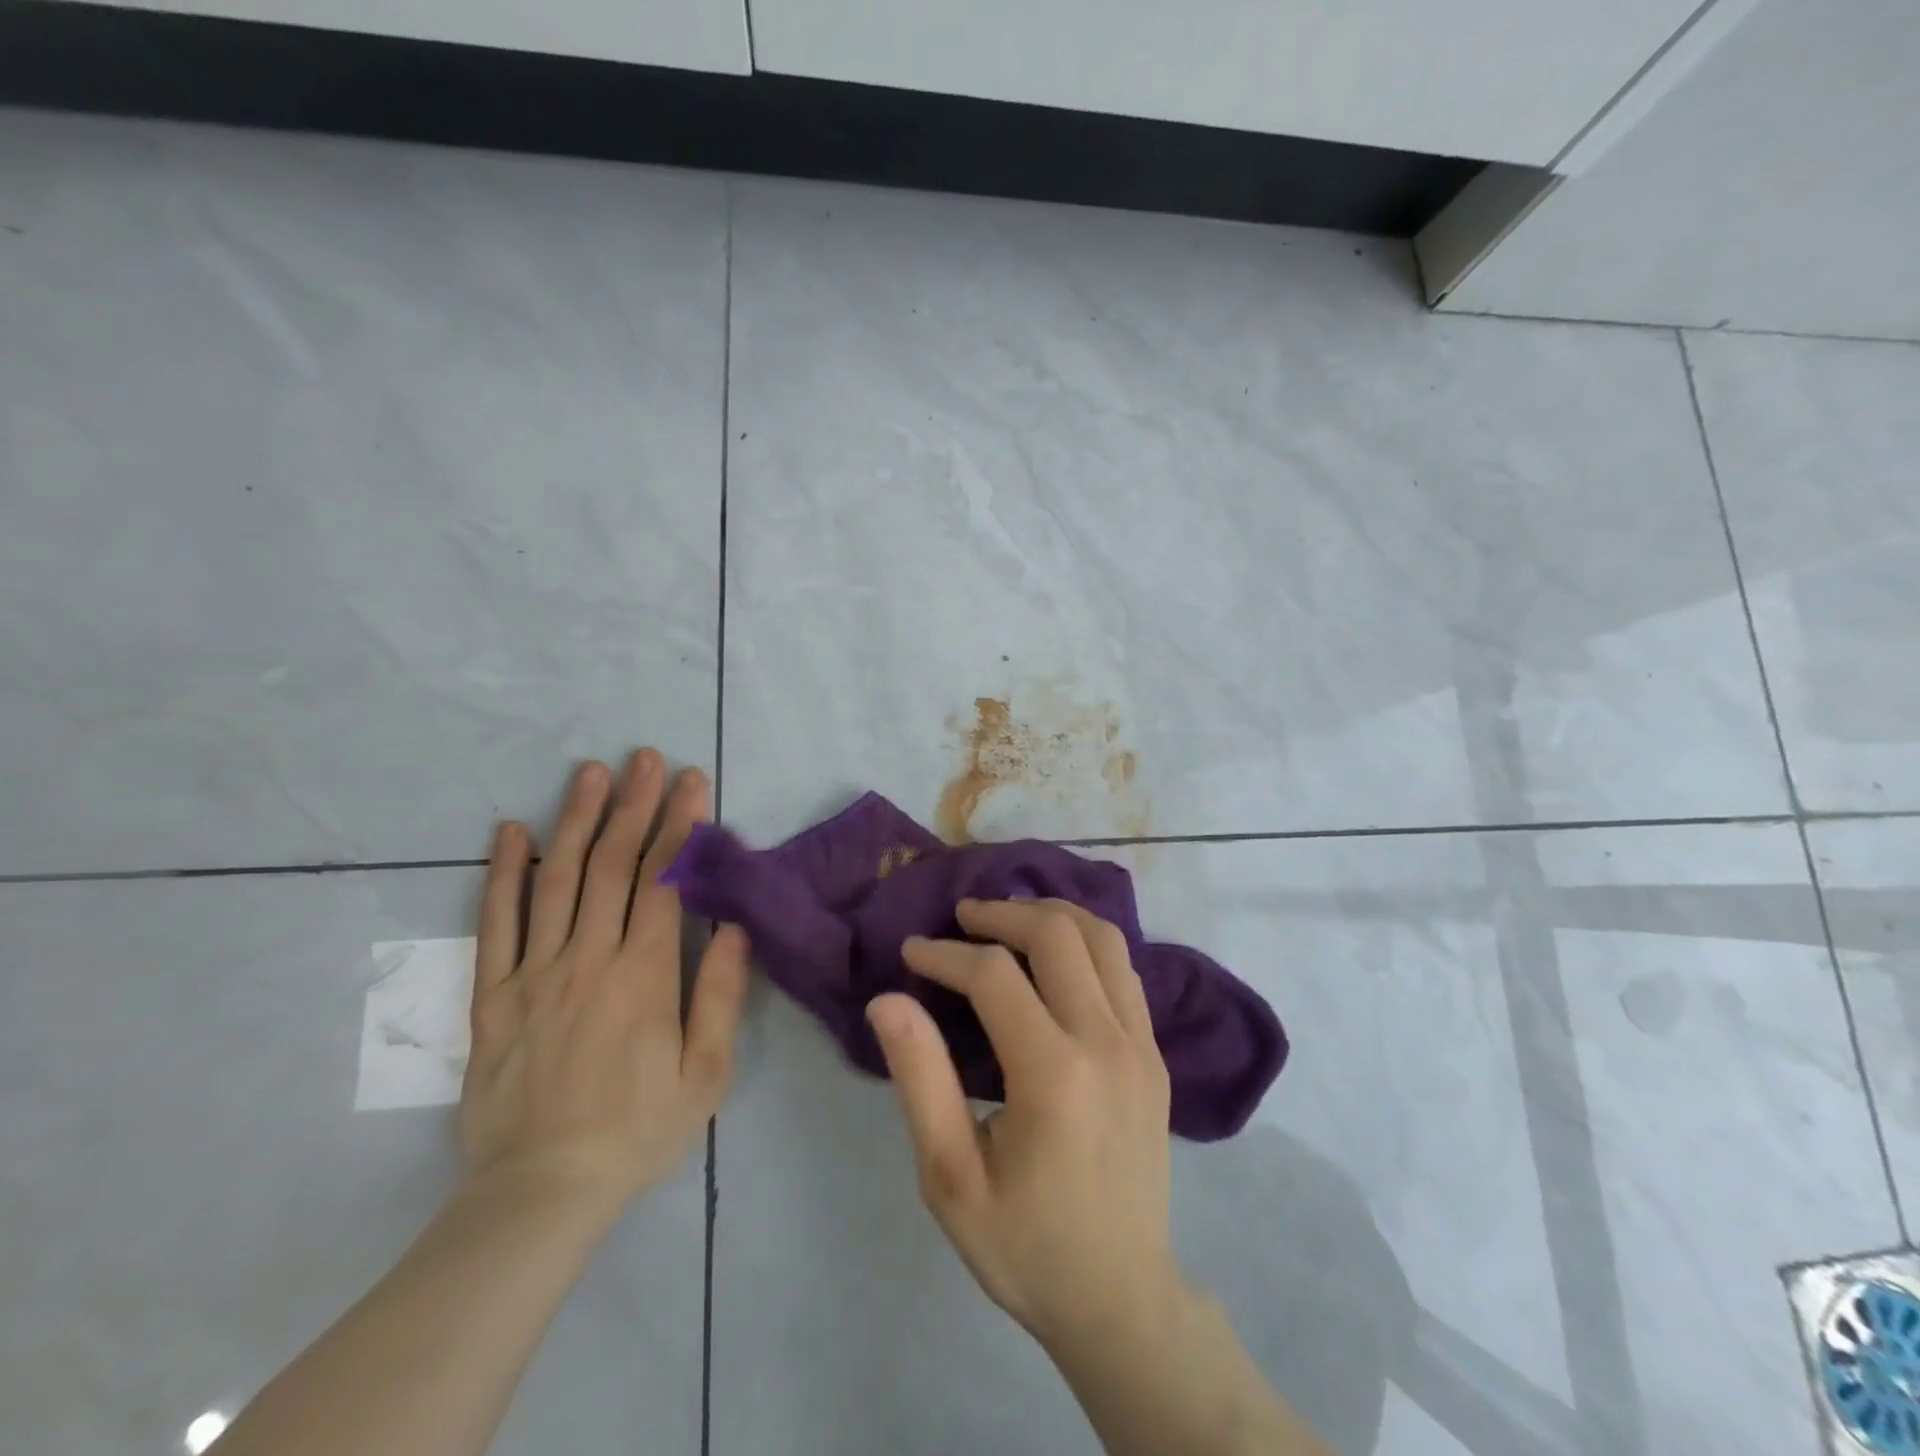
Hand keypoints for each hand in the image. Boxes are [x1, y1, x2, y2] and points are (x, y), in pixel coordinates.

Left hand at [460, 750, 749, 1220]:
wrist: (541, 1192)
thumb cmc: (638, 1130)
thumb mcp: (705, 1073)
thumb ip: (718, 994)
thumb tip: (734, 927)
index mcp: (643, 976)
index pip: (663, 881)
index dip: (679, 827)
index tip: (692, 783)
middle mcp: (587, 960)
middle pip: (611, 866)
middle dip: (633, 805)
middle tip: (644, 758)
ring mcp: (534, 974)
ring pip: (556, 881)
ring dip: (576, 820)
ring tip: (590, 773)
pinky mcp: (493, 996)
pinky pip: (496, 925)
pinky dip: (504, 874)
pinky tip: (512, 832)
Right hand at [866, 898, 1185, 1350]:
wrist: (1122, 1300)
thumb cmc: (1025, 1245)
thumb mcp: (951, 1177)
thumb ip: (920, 1079)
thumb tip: (888, 1000)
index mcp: (1053, 1074)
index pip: (994, 976)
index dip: (945, 954)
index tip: (911, 952)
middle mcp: (1107, 1042)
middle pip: (1057, 934)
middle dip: (1001, 914)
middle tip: (961, 917)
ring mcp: (1142, 1044)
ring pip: (1103, 938)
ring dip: (1050, 915)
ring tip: (1007, 920)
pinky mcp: (1157, 1054)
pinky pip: (1124, 969)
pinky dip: (1086, 942)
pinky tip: (1056, 956)